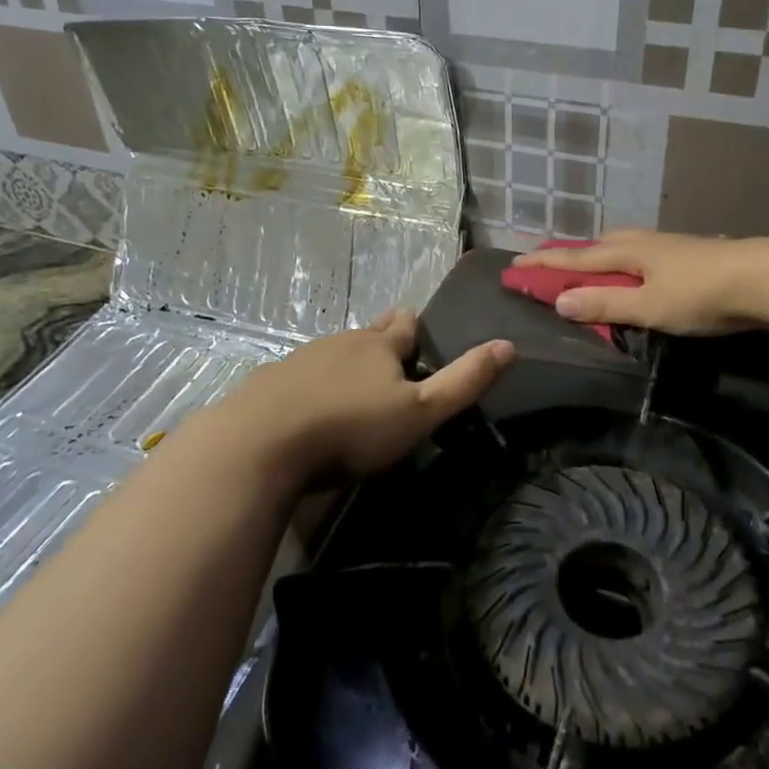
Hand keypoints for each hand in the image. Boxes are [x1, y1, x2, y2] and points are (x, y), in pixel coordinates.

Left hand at [198, 310, 512, 489]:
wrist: (259, 444)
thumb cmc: (350, 428)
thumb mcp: (418, 413)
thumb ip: (463, 382)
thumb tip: (509, 345)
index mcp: (378, 346)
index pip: (404, 325)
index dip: (414, 327)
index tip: (418, 332)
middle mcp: (339, 343)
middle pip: (366, 334)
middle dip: (380, 341)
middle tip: (389, 357)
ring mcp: (299, 360)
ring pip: (331, 354)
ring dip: (345, 364)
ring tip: (352, 386)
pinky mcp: (268, 383)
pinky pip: (297, 376)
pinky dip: (309, 385)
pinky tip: (307, 407)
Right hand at [513, 230, 768, 334]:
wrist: (767, 277)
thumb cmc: (702, 294)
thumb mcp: (648, 306)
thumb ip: (605, 305)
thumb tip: (559, 301)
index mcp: (628, 252)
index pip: (575, 259)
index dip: (544, 264)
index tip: (514, 264)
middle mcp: (645, 243)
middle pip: (598, 245)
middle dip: (571, 253)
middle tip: (550, 261)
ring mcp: (670, 246)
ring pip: (623, 245)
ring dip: (599, 254)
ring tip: (591, 263)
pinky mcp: (691, 255)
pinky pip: (643, 253)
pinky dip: (626, 260)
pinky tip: (639, 270)